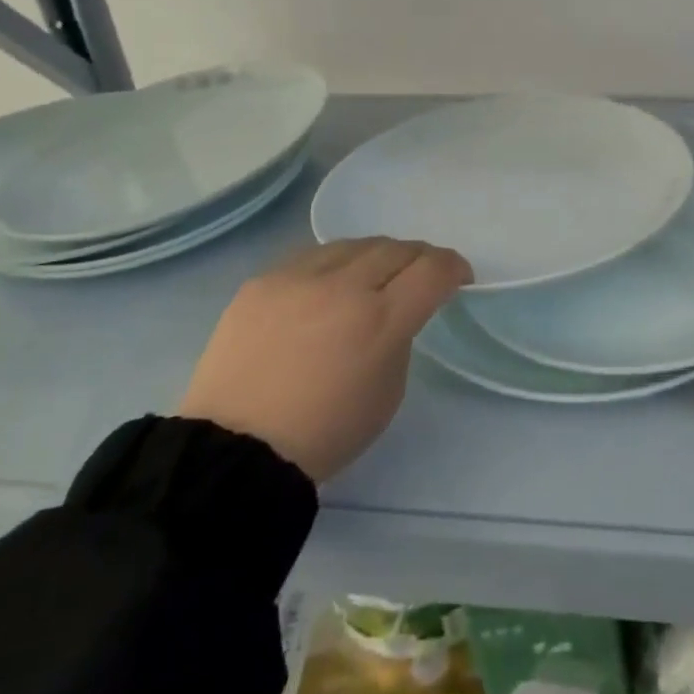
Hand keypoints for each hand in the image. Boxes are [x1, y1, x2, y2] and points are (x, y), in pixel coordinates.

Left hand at [180, 239, 471, 482]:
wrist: (235, 450)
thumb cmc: (325, 433)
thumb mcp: (389, 393)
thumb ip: (400, 339)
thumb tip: (395, 312)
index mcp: (381, 320)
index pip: (433, 269)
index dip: (455, 268)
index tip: (458, 278)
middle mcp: (343, 287)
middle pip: (398, 248)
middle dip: (419, 259)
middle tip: (419, 276)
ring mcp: (298, 279)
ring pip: (355, 244)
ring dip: (376, 256)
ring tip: (373, 277)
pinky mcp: (262, 280)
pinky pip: (311, 257)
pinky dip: (333, 266)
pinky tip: (327, 288)